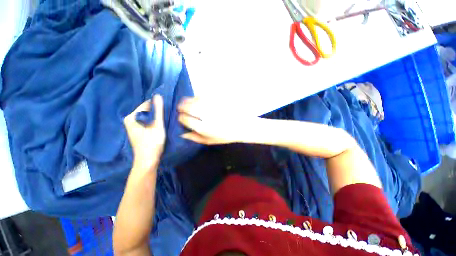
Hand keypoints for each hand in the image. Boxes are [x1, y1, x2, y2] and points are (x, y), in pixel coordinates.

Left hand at [124, 95, 165, 170]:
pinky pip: (147, 121)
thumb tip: (158, 95)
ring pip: (147, 116)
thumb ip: (158, 111)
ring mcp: (133, 125)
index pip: (146, 104)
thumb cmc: (152, 143)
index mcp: (131, 117)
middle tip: (167, 116)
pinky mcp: (137, 130)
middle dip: (157, 112)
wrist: (148, 160)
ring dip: (156, 117)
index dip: (158, 106)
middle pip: (146, 110)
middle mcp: (130, 119)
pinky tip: (160, 126)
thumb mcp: (157, 126)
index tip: (167, 110)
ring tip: (165, 121)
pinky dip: (154, 122)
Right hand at [178, 97, 256, 144]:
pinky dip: (199, 97)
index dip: (180, 118)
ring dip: (189, 101)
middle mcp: (206, 115)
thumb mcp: (210, 140)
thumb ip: (195, 138)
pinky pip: (204, 95)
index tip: (181, 117)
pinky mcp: (218, 98)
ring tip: (190, 104)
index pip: (184, 119)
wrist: (243, 126)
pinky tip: (200, 100)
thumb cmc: (226, 135)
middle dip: (181, 107)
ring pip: (194, 99)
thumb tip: (181, 134)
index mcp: (204, 127)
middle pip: (187, 106)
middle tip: (181, 107)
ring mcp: (212, 105)